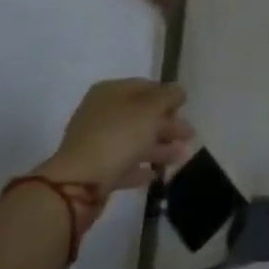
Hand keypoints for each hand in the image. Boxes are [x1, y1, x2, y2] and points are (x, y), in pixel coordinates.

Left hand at [37, 79, 193, 192]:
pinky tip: (156, 173)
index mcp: (110, 92)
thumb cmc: (117, 136)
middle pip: (141, 114)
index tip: (185, 107)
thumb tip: (178, 91)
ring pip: (135, 140)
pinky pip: (124, 163)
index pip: (144, 86)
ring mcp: (97, 141)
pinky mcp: (96, 168)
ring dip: (159, 146)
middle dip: (167, 124)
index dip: (167, 95)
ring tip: (182, 156)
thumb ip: (168, 97)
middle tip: (189, 134)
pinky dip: (141, 165)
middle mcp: (101, 112)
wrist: (78, 183)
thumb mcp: (149, 109)